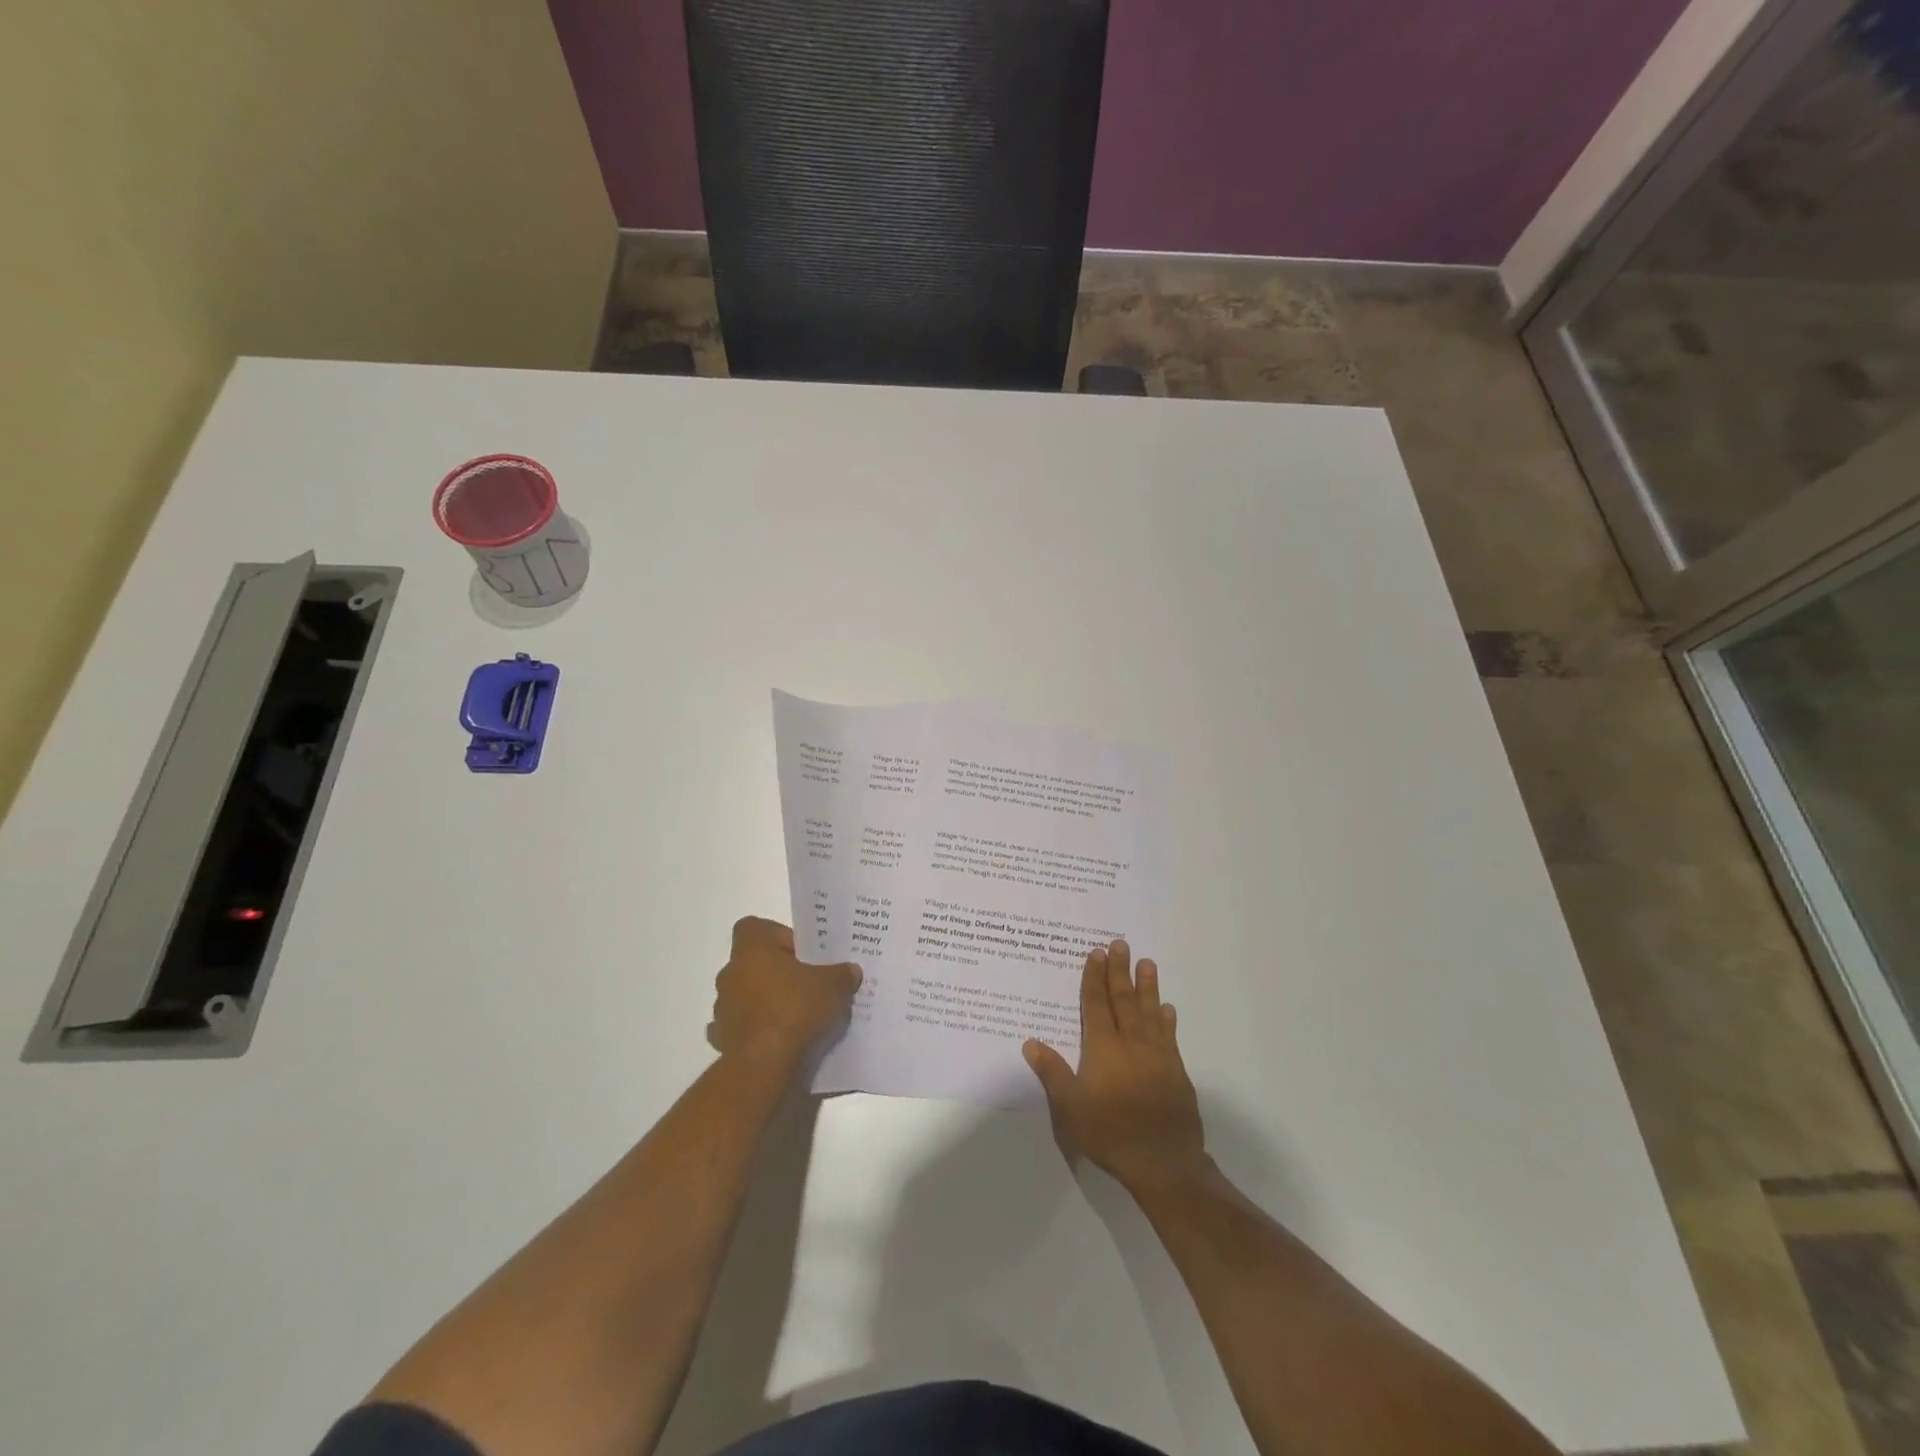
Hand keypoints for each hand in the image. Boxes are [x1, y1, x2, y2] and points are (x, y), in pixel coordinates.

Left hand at [709, 917, 861, 1071]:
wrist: (763, 1064)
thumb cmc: (794, 1009)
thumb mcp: (833, 986)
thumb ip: (842, 974)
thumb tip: (851, 971)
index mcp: (752, 950)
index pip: (755, 927)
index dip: (778, 935)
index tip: (801, 953)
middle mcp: (730, 972)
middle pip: (753, 962)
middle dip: (777, 971)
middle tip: (805, 984)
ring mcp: (723, 1006)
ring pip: (746, 994)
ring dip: (765, 1000)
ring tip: (795, 1015)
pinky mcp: (721, 1037)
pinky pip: (741, 1025)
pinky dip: (756, 1029)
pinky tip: (777, 1039)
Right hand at [1024, 940, 1207, 1193]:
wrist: (1162, 1160)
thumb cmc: (1109, 1132)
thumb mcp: (1069, 1106)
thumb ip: (1052, 1072)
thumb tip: (1030, 1042)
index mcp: (1102, 1047)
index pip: (1096, 1004)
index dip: (1095, 978)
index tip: (1096, 953)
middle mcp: (1130, 1042)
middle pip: (1124, 999)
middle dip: (1120, 971)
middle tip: (1121, 944)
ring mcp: (1157, 1055)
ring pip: (1150, 1011)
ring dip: (1148, 986)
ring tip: (1147, 963)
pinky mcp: (1176, 1071)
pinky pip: (1169, 1036)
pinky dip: (1167, 1020)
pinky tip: (1168, 1009)